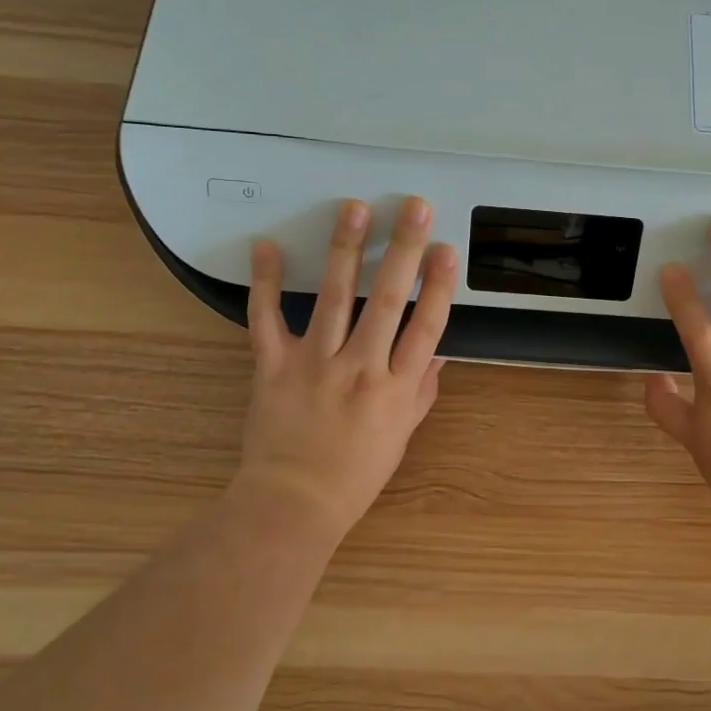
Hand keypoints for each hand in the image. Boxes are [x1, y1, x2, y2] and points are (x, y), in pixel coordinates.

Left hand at [237, 196, 457, 539]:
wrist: (294, 502)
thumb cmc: (355, 474)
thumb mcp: (401, 435)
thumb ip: (420, 391)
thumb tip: (438, 352)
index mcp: (395, 388)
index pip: (426, 327)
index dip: (439, 285)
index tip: (446, 249)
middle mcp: (360, 367)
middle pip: (388, 300)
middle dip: (404, 250)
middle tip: (415, 208)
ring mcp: (314, 363)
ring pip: (334, 298)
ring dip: (347, 250)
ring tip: (355, 210)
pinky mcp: (274, 365)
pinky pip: (266, 319)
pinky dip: (264, 282)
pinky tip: (267, 247)